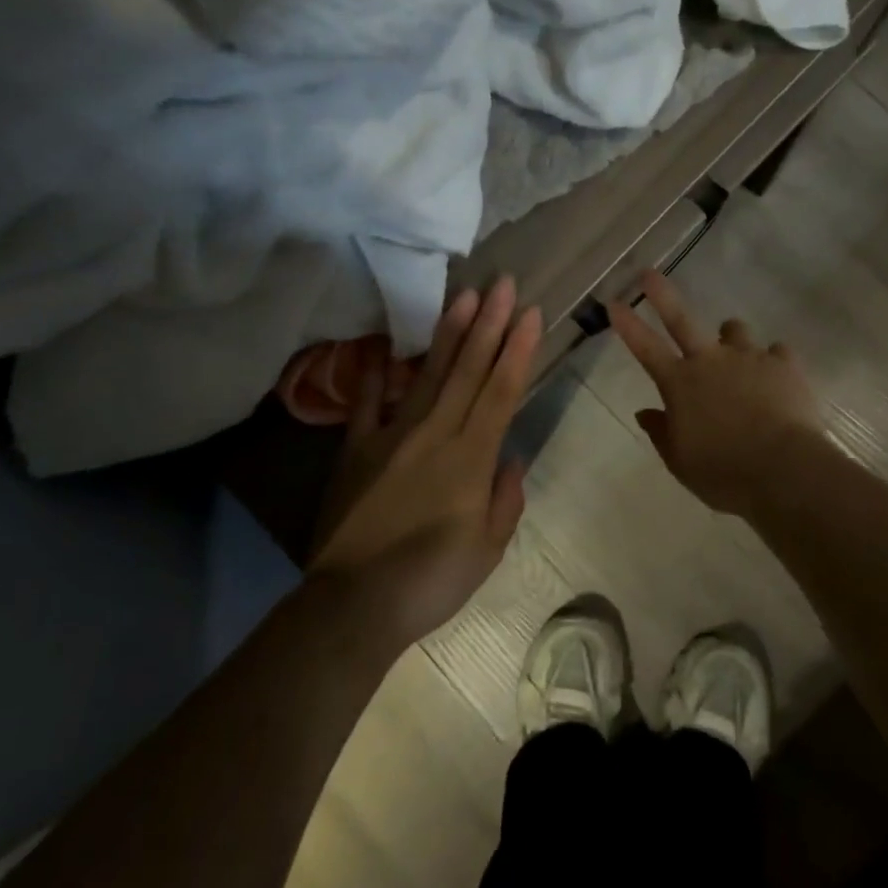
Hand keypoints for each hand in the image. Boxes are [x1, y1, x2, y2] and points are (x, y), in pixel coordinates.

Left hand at [311, 277, 542, 646]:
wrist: (355, 604)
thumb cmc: (432, 580)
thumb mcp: (487, 550)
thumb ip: (505, 499)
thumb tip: (510, 458)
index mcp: (471, 458)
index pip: (501, 391)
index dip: (518, 350)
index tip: (532, 313)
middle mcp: (435, 434)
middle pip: (468, 370)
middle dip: (490, 324)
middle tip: (503, 283)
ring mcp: (392, 436)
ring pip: (427, 374)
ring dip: (448, 333)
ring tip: (464, 296)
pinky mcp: (356, 448)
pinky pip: (367, 403)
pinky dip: (374, 373)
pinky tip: (382, 344)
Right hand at [609, 271, 824, 514]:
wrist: (783, 469)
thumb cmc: (723, 472)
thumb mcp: (681, 461)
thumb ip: (662, 432)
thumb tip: (645, 412)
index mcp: (680, 384)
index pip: (645, 347)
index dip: (627, 324)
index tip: (613, 301)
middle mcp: (710, 360)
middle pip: (681, 319)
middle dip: (662, 295)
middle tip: (649, 274)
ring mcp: (748, 357)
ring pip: (735, 330)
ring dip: (730, 338)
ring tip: (736, 355)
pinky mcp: (783, 364)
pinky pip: (776, 351)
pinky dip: (772, 361)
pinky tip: (776, 376)